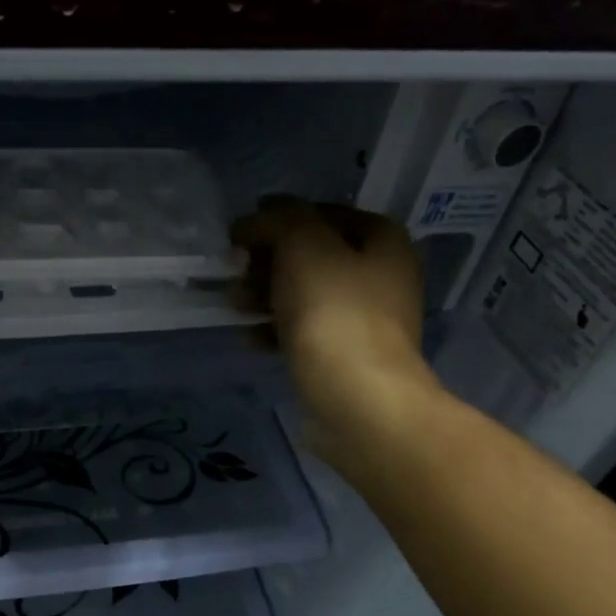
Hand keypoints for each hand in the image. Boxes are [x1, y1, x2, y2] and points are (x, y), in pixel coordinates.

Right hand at [231, 197, 440, 463]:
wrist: (358, 401)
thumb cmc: (334, 313)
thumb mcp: (304, 245)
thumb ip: (280, 219)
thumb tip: (258, 219)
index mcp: (382, 242)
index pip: (323, 213)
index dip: (279, 218)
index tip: (240, 235)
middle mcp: (380, 277)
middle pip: (312, 256)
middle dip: (266, 261)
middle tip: (233, 270)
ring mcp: (364, 321)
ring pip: (305, 295)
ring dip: (264, 295)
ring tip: (233, 305)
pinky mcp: (345, 358)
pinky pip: (304, 332)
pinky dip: (275, 330)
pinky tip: (250, 338)